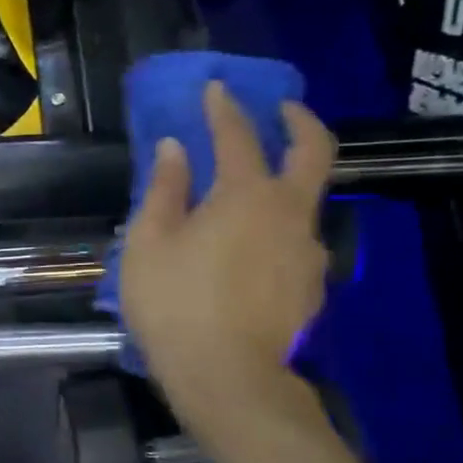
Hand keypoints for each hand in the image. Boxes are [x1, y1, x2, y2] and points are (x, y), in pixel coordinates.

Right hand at [121, 81, 335, 424]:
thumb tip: (174, 149)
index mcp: (245, 195)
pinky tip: (254, 247)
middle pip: (313, 151)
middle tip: (283, 110)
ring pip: (307, 199)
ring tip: (254, 194)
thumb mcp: (149, 244)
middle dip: (299, 121)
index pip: (237, 136)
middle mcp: (288, 211)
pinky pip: (297, 239)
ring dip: (287, 182)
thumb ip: (165, 190)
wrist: (226, 375)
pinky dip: (279, 227)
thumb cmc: (174, 303)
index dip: (224, 108)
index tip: (216, 88)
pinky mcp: (311, 283)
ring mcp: (307, 248)